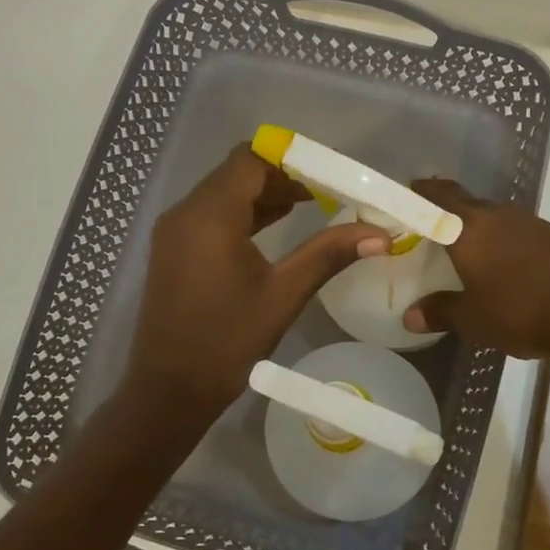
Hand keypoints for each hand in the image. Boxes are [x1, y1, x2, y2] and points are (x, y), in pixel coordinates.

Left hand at [127, 144, 389, 415]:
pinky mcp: (172, 249)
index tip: (328, 175)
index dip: (291, 160)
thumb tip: (380, 235)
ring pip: (222, 193)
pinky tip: (273, 227)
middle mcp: (185, 213)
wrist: (169, 389)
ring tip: (309, 205)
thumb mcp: (283, 295)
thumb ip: (328, 255)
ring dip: (262, 194)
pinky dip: (241, 213)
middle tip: (326, 192)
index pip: (251, 160)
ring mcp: (173, 231)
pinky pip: (209, 215)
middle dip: (281, 176)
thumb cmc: (227, 342)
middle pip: (236, 172)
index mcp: (210, 216)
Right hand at [400, 178, 549, 359]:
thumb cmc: (519, 311)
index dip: (421, 192)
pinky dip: (505, 242)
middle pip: (467, 203)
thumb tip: (410, 316)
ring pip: (495, 217)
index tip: (409, 192)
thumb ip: (440, 312)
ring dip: (480, 227)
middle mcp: (499, 215)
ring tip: (468, 248)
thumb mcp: (472, 320)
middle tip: (433, 224)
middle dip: (448, 210)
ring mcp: (531, 223)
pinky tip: (506, 265)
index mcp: (469, 228)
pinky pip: (518, 232)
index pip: (438, 197)